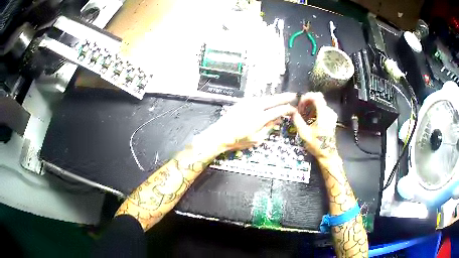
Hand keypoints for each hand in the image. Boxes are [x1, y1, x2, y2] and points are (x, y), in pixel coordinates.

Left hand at [195, 93, 295, 151]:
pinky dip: (265, 100)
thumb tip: (277, 119)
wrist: (220, 134)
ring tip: (282, 98)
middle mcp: (255, 106)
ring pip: (265, 98)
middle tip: (293, 95)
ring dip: (274, 98)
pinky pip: (257, 99)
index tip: (294, 109)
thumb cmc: (238, 140)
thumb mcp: (257, 139)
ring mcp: (248, 102)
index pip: (278, 110)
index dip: (288, 109)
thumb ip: (268, 128)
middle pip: (273, 99)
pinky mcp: (242, 102)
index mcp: (260, 117)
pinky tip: (267, 102)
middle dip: (285, 97)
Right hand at [292, 92, 337, 159]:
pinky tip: (309, 117)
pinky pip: (322, 108)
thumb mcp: (304, 134)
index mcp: (324, 115)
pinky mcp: (331, 117)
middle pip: (318, 98)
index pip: (317, 97)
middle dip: (307, 101)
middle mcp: (329, 112)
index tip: (299, 103)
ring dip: (310, 105)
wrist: (327, 154)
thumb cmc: (316, 145)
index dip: (307, 97)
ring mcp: (331, 114)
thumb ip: (298, 120)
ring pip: (319, 102)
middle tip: (299, 109)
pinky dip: (314, 109)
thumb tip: (292, 111)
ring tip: (303, 114)